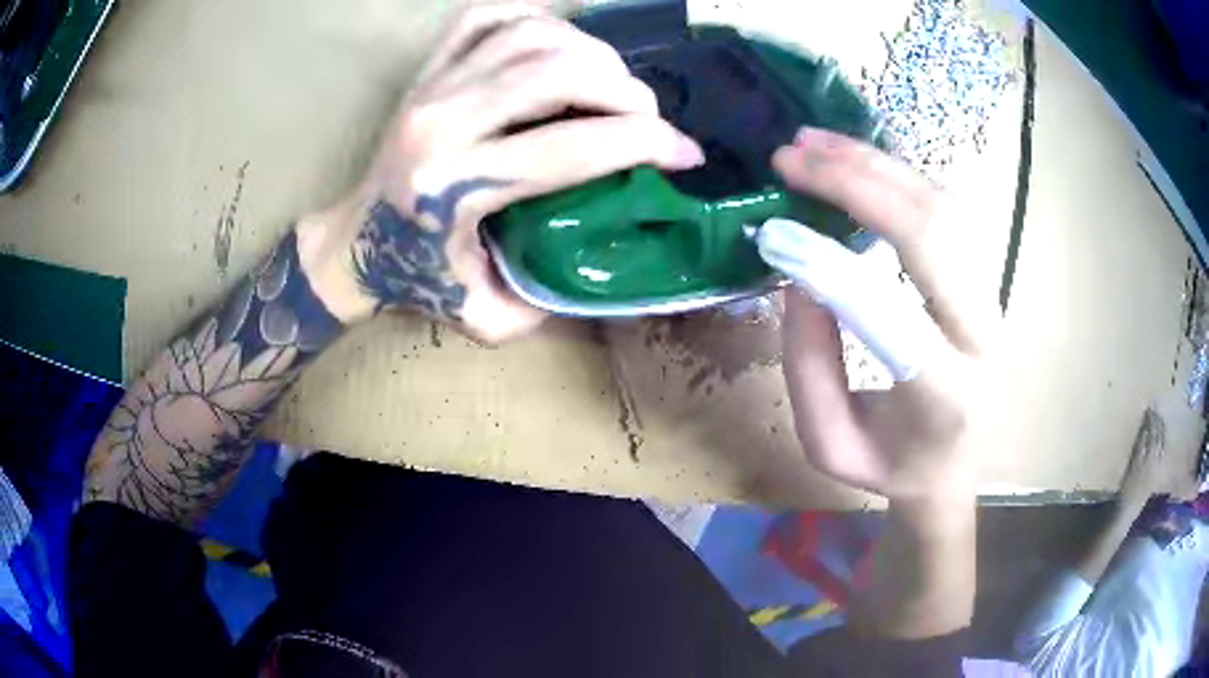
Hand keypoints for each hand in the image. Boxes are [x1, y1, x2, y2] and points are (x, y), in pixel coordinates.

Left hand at [296, 3, 704, 342]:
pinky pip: (493, 16)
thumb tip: (618, 255)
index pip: (573, 146)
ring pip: (534, 36)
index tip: (685, 154)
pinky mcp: (428, 67)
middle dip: (627, 91)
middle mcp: (443, 121)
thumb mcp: (489, 317)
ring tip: (613, 84)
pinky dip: (541, 21)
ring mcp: (432, 85)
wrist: (353, 244)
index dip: (647, 143)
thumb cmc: (418, 280)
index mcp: (457, 186)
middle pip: (560, 73)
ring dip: (593, 53)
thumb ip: (553, 299)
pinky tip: (562, 47)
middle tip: (649, 117)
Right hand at [766, 128, 998, 500]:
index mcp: (945, 393)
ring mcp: (991, 297)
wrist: (954, 468)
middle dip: (856, 183)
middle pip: (931, 232)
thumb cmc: (890, 466)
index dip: (828, 266)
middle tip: (790, 156)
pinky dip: (898, 173)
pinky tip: (856, 158)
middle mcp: (981, 334)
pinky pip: (946, 206)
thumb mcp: (829, 444)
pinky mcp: (983, 276)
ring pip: (943, 205)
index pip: (890, 313)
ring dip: (875, 164)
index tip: (772, 233)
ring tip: (814, 141)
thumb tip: (798, 276)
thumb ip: (807, 366)